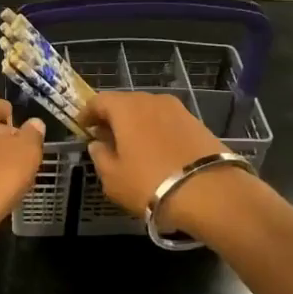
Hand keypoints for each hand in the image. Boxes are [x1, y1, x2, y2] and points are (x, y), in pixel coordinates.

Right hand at [84, 92, 243, 231]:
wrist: (209, 192)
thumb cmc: (150, 183)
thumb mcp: (113, 178)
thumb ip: (100, 157)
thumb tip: (98, 144)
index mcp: (126, 108)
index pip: (99, 100)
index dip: (87, 113)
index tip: (82, 128)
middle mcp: (152, 100)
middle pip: (126, 103)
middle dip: (113, 118)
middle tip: (106, 139)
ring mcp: (178, 110)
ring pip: (149, 112)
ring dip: (137, 124)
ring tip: (132, 148)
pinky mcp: (197, 123)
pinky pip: (168, 122)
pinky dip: (157, 132)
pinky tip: (157, 152)